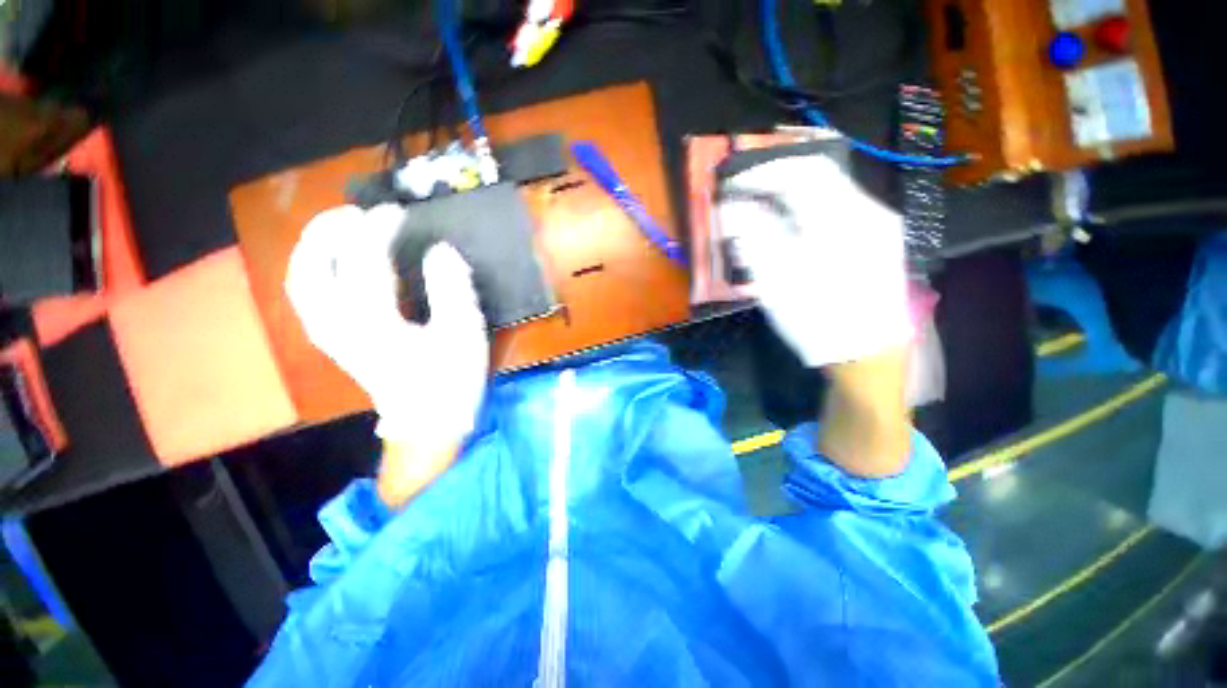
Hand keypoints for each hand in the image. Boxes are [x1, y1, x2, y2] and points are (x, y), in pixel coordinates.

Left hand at [285, 204, 489, 456]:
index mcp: (372, 320)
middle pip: (311, 266)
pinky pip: (309, 297)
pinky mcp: (335, 342)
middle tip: (356, 212)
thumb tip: (441, 249)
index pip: (364, 259)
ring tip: (339, 230)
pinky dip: (314, 271)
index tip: (398, 211)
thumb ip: (452, 288)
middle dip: (328, 231)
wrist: (429, 423)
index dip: (379, 229)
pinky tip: (333, 264)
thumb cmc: (451, 380)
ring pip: (301, 281)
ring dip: (314, 248)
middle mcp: (337, 324)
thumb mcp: (463, 332)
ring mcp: (330, 335)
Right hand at [717, 146, 912, 367]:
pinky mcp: (876, 236)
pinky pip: (838, 205)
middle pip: (819, 172)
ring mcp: (876, 222)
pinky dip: (807, 205)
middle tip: (746, 188)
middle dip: (777, 176)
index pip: (801, 171)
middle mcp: (866, 210)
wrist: (868, 353)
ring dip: (791, 191)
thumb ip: (754, 239)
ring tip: (762, 205)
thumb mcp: (778, 282)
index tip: (734, 181)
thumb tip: (732, 209)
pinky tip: (790, 224)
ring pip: (828, 187)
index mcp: (842, 219)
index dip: (763, 170)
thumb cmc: (819, 320)